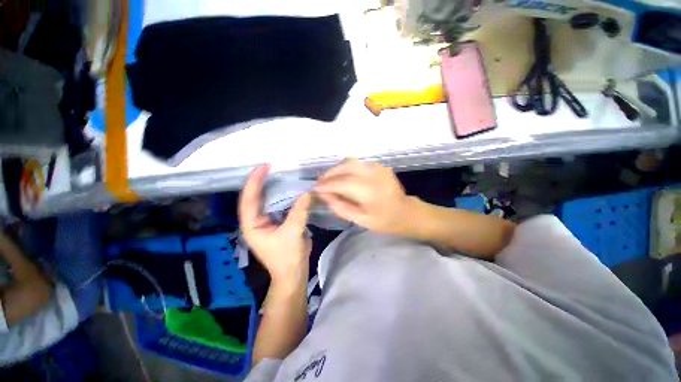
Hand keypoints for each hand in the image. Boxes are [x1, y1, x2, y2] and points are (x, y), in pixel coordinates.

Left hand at [239, 165, 311, 282]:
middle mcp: (255, 221)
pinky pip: (278, 205)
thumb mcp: (293, 233)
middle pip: (255, 197)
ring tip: (280, 173)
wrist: (292, 273)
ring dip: (272, 187)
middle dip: (261, 181)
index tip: (264, 166)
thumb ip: (299, 211)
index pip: (249, 199)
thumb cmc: (287, 257)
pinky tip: (290, 188)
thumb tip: (308, 192)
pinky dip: (283, 196)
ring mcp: (266, 221)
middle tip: (273, 166)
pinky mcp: (276, 222)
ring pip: (266, 200)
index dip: (254, 181)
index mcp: (252, 225)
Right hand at [315, 159, 413, 234]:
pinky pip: (358, 163)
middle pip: (345, 166)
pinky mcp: (379, 165)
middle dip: (329, 174)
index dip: (326, 185)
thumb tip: (324, 195)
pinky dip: (346, 168)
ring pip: (350, 162)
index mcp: (369, 191)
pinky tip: (343, 177)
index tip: (315, 188)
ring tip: (329, 179)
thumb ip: (340, 207)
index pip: (341, 183)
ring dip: (337, 169)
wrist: (406, 212)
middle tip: (320, 183)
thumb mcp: (360, 220)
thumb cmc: (384, 220)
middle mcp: (373, 174)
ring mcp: (377, 167)